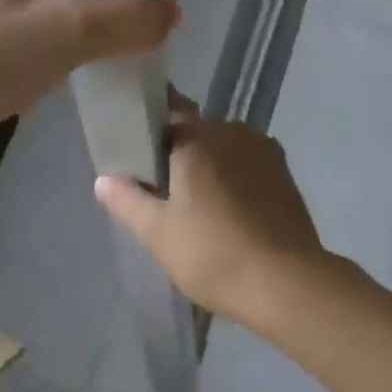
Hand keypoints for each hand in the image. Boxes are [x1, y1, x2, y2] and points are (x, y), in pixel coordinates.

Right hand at [94, 93, 328, 328]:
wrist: (287, 283)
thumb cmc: (213, 254)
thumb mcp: (158, 234)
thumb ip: (127, 200)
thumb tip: (104, 178)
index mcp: (196, 136)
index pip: (167, 108)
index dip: (150, 123)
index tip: (137, 146)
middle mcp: (230, 130)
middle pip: (196, 130)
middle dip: (179, 151)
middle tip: (164, 188)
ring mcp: (262, 148)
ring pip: (224, 147)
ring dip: (210, 165)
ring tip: (199, 205)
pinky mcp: (284, 171)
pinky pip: (247, 162)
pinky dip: (235, 177)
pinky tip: (231, 211)